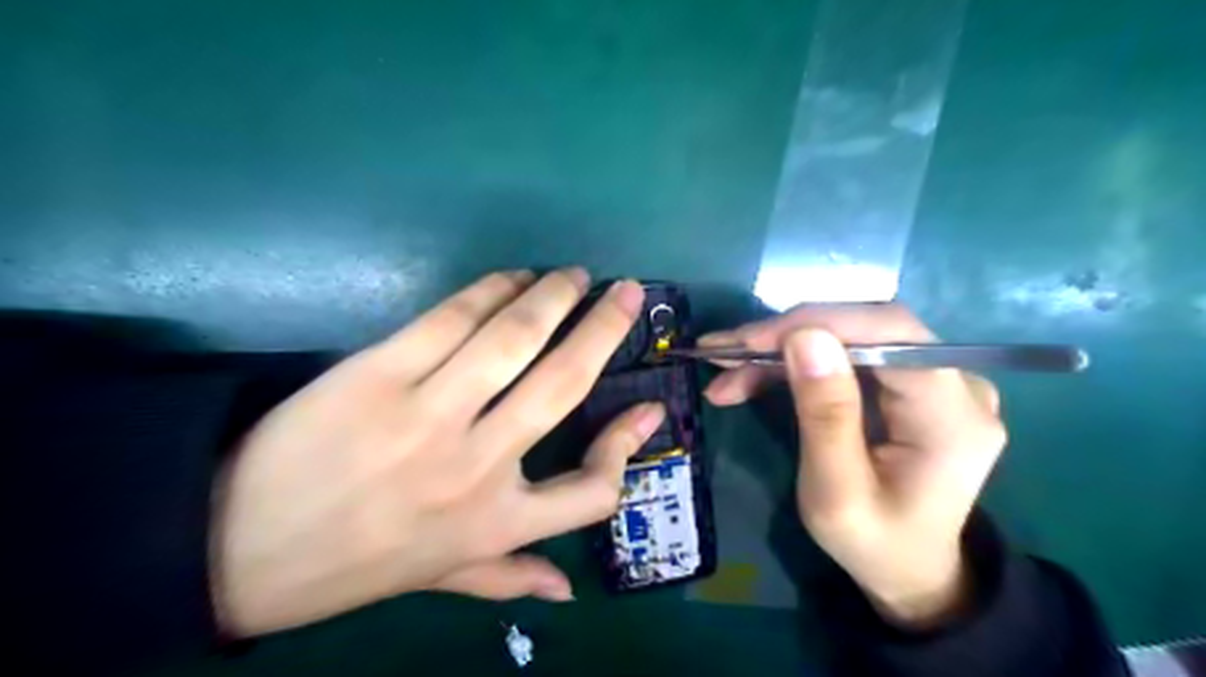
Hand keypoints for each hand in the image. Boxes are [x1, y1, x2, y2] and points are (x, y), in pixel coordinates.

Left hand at [205, 267, 659, 635]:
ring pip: (513, 338)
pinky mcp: (378, 373)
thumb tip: (568, 590)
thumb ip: (509, 579)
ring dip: (552, 296)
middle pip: (563, 384)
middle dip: (605, 329)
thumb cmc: (357, 563)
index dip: (629, 445)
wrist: (238, 545)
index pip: (594, 492)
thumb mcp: (442, 578)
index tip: (648, 406)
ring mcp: (428, 414)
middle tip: (626, 292)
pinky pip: (451, 318)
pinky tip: (511, 278)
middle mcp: (476, 465)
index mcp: (496, 522)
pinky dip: (491, 290)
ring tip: (573, 276)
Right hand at [703, 305, 1003, 625]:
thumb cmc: (874, 543)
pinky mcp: (908, 382)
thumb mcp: (836, 494)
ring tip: (726, 371)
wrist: (910, 570)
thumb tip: (805, 336)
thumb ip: (826, 416)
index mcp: (952, 416)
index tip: (750, 341)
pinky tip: (753, 375)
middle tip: (724, 354)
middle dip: (787, 336)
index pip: (891, 333)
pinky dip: (796, 362)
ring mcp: (935, 379)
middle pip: (865, 328)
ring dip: (782, 350)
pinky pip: (847, 354)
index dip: (818, 323)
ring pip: (848, 336)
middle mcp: (957, 383)